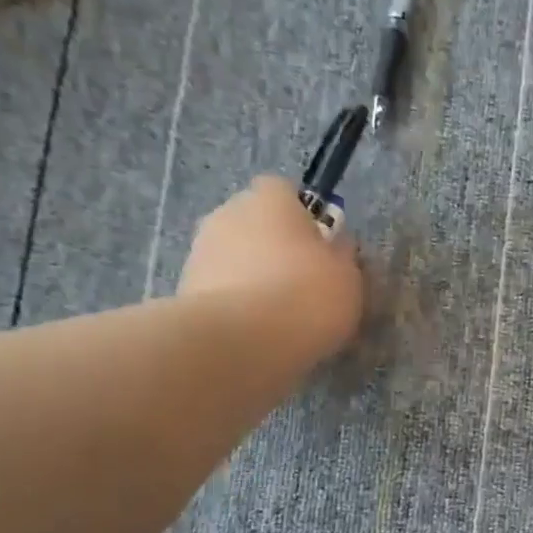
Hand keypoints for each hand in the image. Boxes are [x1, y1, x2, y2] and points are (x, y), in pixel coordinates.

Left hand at [178, 175, 363, 359]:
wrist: (240, 342)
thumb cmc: (306, 295)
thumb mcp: (348, 276)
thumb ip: (341, 255)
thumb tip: (335, 246)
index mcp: (270, 198)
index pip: (284, 190)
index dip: (304, 216)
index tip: (320, 247)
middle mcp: (228, 213)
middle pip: (256, 223)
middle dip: (275, 248)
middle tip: (303, 284)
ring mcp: (200, 251)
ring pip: (236, 258)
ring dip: (254, 277)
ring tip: (280, 317)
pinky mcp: (185, 290)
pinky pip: (221, 290)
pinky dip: (238, 305)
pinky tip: (258, 334)